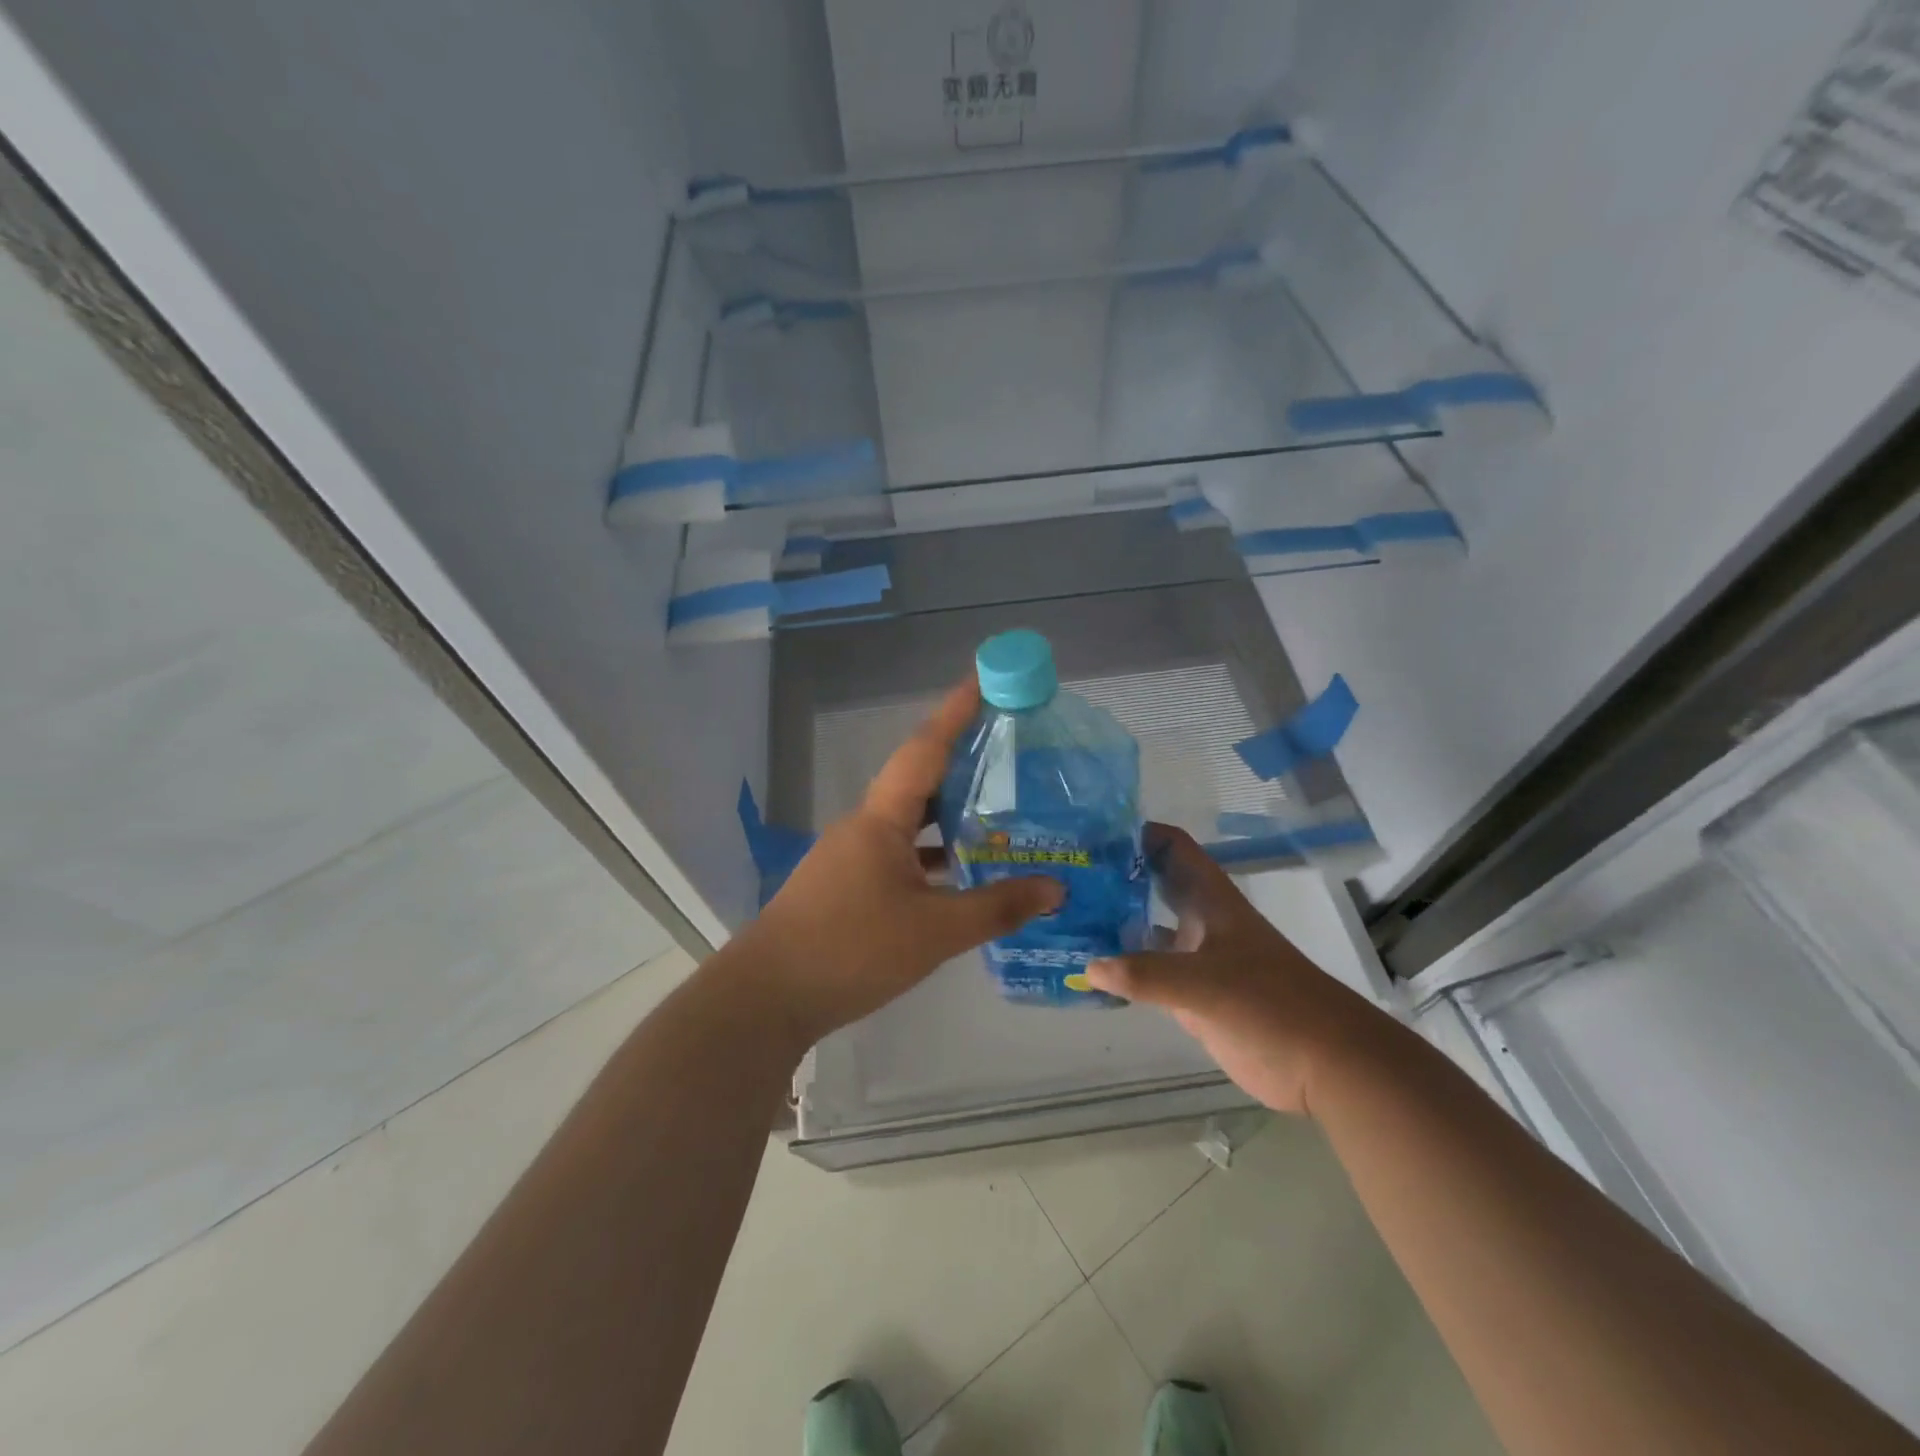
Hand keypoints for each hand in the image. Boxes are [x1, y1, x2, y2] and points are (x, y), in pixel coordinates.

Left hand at [735, 679, 1063, 1048]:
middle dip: (962, 760)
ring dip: (950, 813)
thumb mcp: (934, 932)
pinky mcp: (848, 886)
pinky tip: (962, 873)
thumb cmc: (850, 950)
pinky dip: (934, 854)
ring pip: (911, 822)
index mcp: (881, 820)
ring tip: (1000, 809)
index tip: (985, 678)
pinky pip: (901, 854)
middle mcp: (865, 827)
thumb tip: (1055, 889)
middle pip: (919, 780)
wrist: (767, 997)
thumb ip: (996, 908)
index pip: (925, 749)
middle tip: (1011, 749)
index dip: (956, 711)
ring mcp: (852, 857)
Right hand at [1084, 824, 1382, 1115]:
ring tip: (1063, 917)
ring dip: (1113, 922)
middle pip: (1153, 884)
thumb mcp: (1205, 984)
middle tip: (1064, 873)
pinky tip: (1088, 970)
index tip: (1090, 832)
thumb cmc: (1270, 1004)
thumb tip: (1089, 966)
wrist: (1323, 1064)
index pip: (1174, 847)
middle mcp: (1199, 921)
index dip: (1138, 832)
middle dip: (1114, 876)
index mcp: (1211, 900)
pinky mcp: (1192, 995)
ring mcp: (1195, 958)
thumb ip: (1146, 975)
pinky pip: (1147, 973)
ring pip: (1146, 928)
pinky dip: (1121, 969)